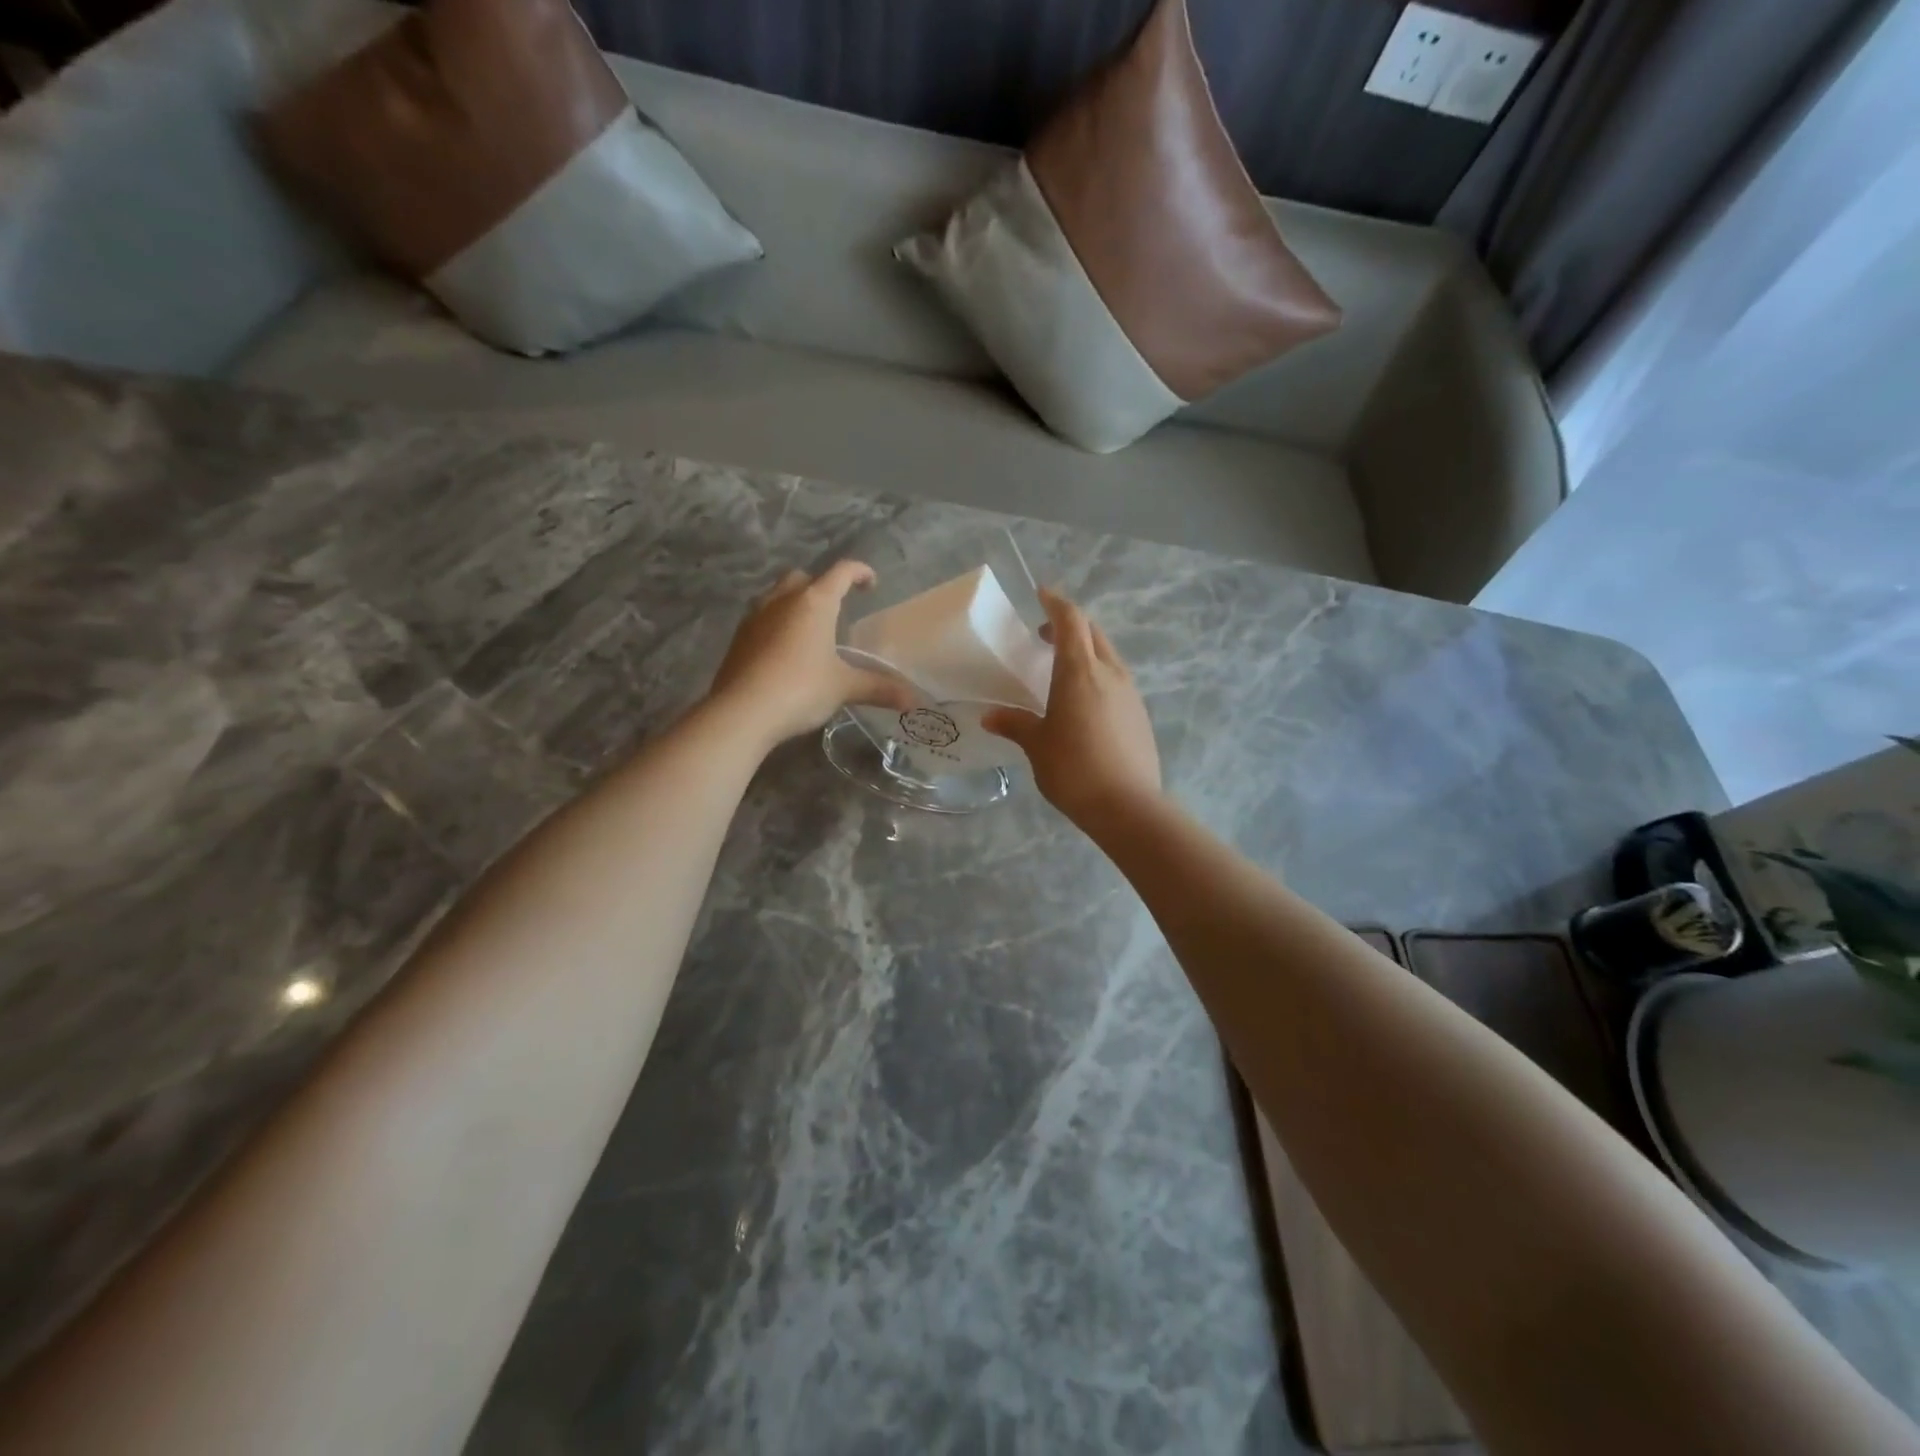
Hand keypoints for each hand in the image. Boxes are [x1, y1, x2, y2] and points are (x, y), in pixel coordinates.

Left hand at [708, 561, 915, 748]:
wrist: (742, 711)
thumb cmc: (801, 689)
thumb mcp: (844, 687)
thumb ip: (878, 688)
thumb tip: (914, 700)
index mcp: (815, 602)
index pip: (841, 572)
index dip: (859, 572)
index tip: (871, 583)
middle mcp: (783, 600)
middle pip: (804, 578)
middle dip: (821, 586)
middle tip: (836, 608)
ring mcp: (755, 616)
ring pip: (778, 595)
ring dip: (795, 603)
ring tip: (810, 629)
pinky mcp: (738, 638)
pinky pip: (762, 618)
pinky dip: (777, 624)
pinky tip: (784, 651)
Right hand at [982, 588, 1160, 826]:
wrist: (1128, 806)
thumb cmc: (1074, 769)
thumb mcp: (1037, 745)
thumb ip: (1015, 724)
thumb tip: (990, 717)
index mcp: (1079, 671)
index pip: (1071, 619)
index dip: (1055, 603)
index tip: (1040, 595)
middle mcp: (1109, 672)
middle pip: (1093, 632)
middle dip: (1069, 625)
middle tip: (1043, 636)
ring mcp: (1130, 692)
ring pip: (1107, 655)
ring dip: (1085, 651)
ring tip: (1061, 670)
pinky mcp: (1140, 713)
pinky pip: (1117, 679)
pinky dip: (1098, 675)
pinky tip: (1083, 702)